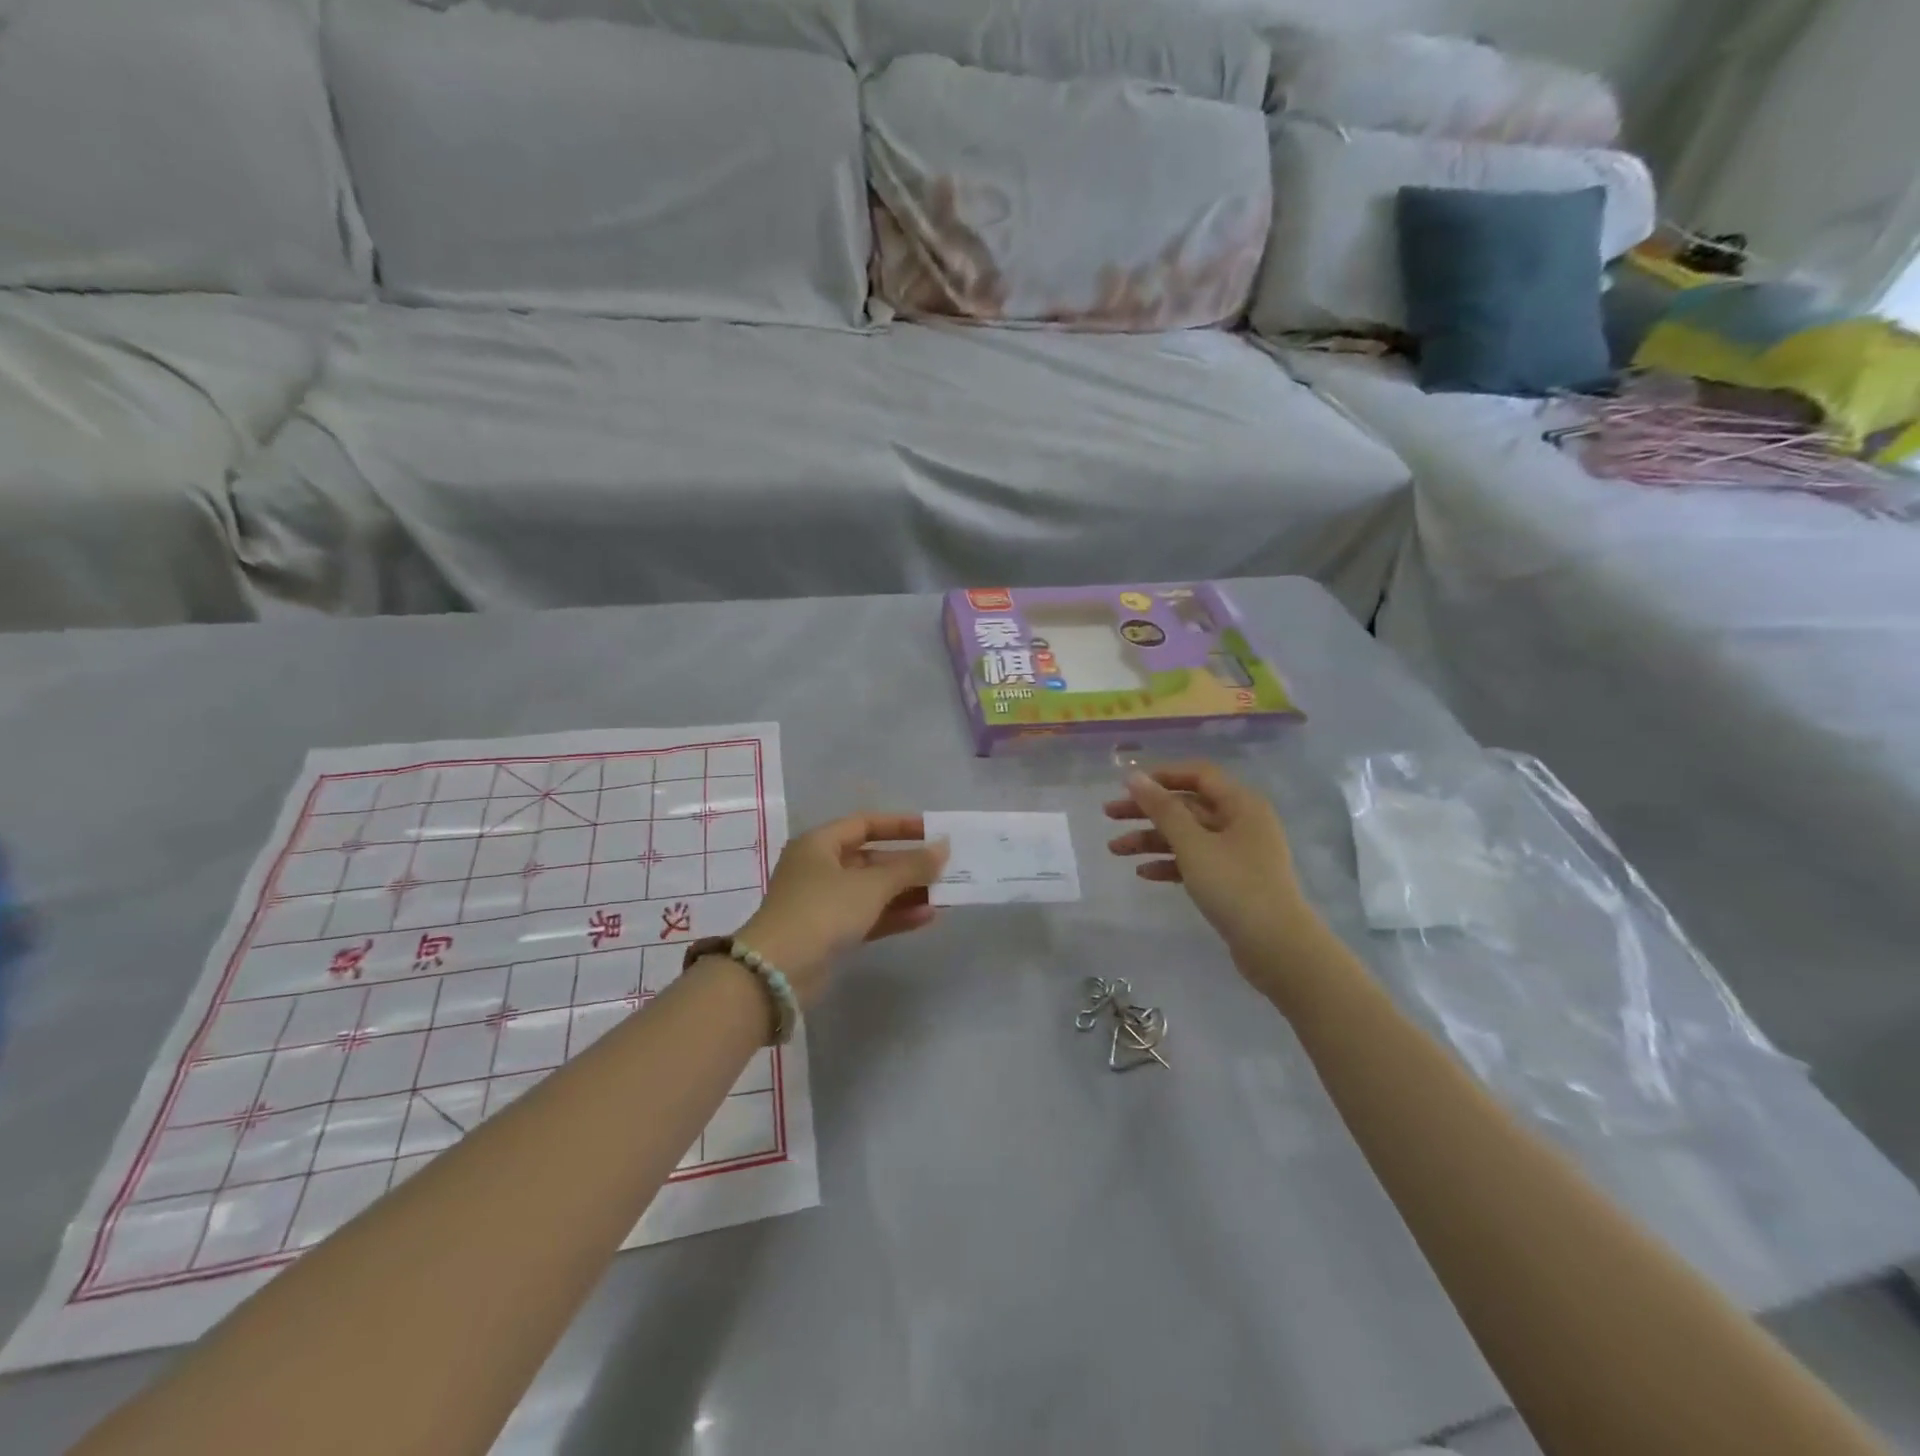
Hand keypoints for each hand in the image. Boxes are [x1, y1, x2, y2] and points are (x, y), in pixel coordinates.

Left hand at [735, 814, 948, 1007]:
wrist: (777, 972)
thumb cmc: (822, 911)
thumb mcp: (871, 884)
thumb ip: (911, 866)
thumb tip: (944, 848)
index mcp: (819, 844)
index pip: (865, 824)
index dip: (900, 826)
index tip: (933, 832)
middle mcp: (819, 868)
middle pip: (871, 859)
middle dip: (908, 865)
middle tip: (945, 868)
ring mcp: (824, 903)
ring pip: (872, 891)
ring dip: (907, 892)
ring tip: (945, 894)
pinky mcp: (830, 934)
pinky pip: (869, 916)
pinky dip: (895, 915)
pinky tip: (928, 916)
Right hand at [1105, 764, 1319, 969]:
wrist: (1277, 947)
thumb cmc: (1235, 886)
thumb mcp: (1193, 844)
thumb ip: (1162, 809)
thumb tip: (1134, 776)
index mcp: (1241, 804)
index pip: (1198, 774)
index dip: (1161, 776)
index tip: (1126, 785)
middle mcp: (1241, 822)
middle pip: (1187, 806)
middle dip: (1147, 810)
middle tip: (1109, 814)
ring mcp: (1238, 853)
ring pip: (1187, 835)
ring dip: (1151, 840)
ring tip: (1115, 850)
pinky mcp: (1233, 880)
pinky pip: (1196, 862)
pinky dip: (1170, 864)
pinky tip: (1144, 873)